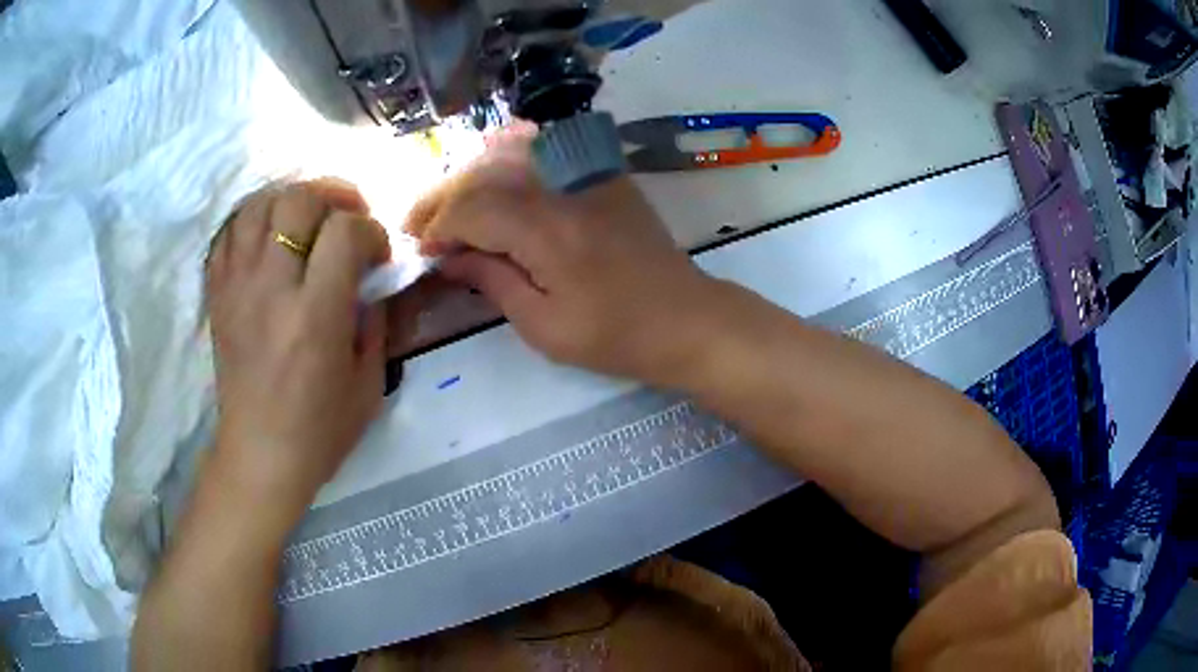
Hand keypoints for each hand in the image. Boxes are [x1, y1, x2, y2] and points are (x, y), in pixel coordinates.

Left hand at [205, 180, 390, 510]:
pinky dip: (253, 221)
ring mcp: (236, 288)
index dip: (370, 231)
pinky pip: (229, 232)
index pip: (345, 232)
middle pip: (297, 201)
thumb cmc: (320, 430)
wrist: (259, 455)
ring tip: (307, 219)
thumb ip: (375, 319)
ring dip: (290, 201)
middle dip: (332, 199)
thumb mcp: (369, 381)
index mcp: (314, 316)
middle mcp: (270, 290)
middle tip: (345, 220)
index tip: (376, 255)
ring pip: (258, 204)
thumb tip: (373, 276)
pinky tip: (270, 237)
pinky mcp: (217, 294)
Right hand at [404, 127, 716, 384]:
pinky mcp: (604, 176)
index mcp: (548, 231)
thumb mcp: (545, 326)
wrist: (686, 318)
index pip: (473, 209)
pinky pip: (546, 155)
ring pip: (512, 157)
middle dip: (444, 198)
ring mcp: (589, 176)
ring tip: (447, 206)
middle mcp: (565, 189)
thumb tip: (450, 257)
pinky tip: (491, 182)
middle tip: (419, 225)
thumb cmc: (616, 336)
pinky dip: (508, 165)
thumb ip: (492, 281)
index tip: (422, 250)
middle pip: (487, 175)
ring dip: (472, 179)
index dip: (440, 227)